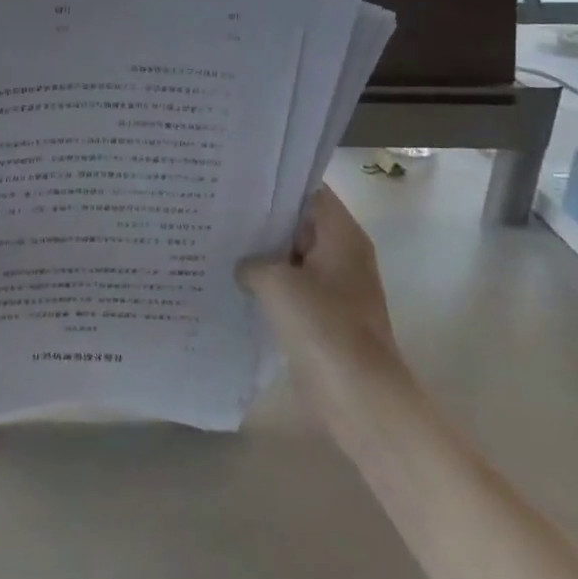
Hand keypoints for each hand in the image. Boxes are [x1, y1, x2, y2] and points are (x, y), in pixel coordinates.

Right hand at [238, 184, 405, 416]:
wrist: (358, 395)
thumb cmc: (323, 327)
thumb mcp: (276, 282)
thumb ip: (253, 262)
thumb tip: (245, 266)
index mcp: (342, 236)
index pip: (310, 192)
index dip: (276, 185)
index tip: (239, 183)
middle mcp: (342, 255)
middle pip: (299, 224)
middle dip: (262, 220)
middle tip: (219, 212)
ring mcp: (335, 288)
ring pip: (292, 259)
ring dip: (262, 256)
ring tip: (219, 245)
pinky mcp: (324, 317)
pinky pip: (292, 290)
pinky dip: (268, 287)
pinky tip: (234, 286)